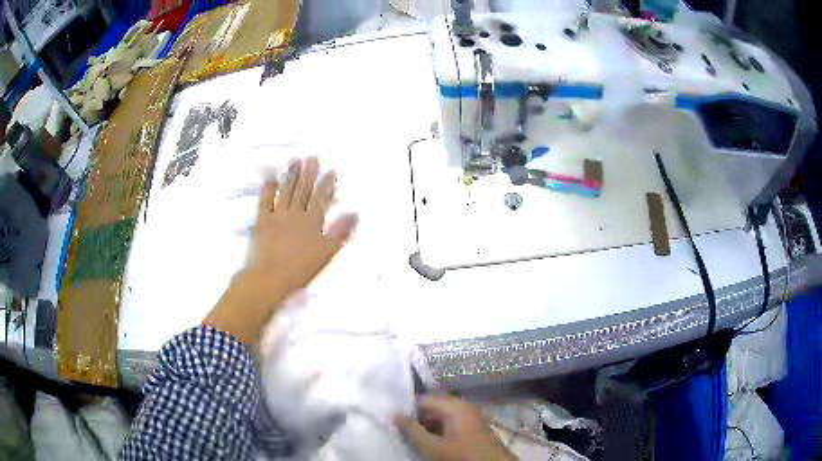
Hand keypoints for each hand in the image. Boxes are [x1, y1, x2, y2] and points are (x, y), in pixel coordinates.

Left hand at [203, 157, 357, 344]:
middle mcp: (295, 215)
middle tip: (313, 157)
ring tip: (296, 161)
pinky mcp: (262, 221)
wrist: (269, 279)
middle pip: (304, 191)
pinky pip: (265, 201)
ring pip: (286, 192)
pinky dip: (268, 190)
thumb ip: (340, 232)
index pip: (321, 199)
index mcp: (312, 223)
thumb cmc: (299, 270)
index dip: (327, 185)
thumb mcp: (326, 254)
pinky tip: (270, 179)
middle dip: (309, 173)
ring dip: (291, 176)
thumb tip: (354, 214)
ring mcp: (277, 216)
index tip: (331, 171)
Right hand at [396, 395, 514, 460]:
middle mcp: (465, 406)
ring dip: (427, 425)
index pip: (424, 399)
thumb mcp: (432, 447)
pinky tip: (431, 441)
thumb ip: (411, 430)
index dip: (407, 408)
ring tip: (413, 437)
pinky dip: (439, 430)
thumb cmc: (461, 457)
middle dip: (417, 417)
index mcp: (455, 406)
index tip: (393, 419)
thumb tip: (393, 414)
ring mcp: (472, 416)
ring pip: (442, 416)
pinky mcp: (475, 427)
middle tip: (401, 429)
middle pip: (434, 406)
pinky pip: (452, 423)